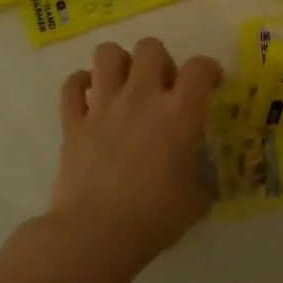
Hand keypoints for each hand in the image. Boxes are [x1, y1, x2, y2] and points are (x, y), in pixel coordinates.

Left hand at [54, 38, 221, 261]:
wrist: (95, 234)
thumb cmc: (153, 218)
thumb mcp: (194, 201)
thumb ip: (199, 182)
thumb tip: (199, 184)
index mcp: (179, 113)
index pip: (200, 68)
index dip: (209, 70)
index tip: (210, 83)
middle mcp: (141, 97)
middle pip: (150, 48)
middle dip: (160, 60)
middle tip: (162, 87)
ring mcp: (103, 106)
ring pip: (107, 53)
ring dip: (119, 63)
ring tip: (124, 85)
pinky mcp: (73, 121)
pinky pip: (72, 84)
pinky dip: (80, 85)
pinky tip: (90, 99)